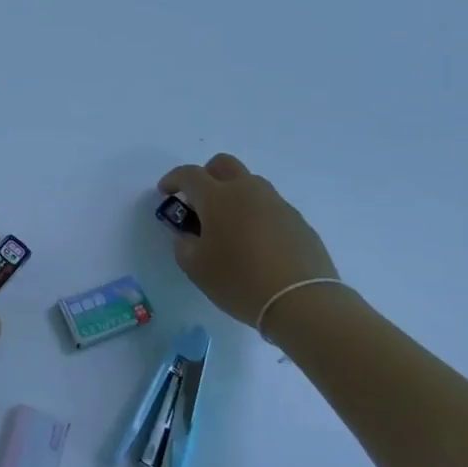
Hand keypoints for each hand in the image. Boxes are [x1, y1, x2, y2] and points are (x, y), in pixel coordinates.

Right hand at [159, 154, 342, 334]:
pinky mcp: (298, 221)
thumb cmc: (239, 281)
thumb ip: (184, 245)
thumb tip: (190, 236)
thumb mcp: (196, 268)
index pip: (189, 174)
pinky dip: (256, 214)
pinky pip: (270, 206)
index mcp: (217, 197)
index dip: (173, 179)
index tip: (165, 192)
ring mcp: (276, 203)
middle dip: (206, 175)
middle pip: (223, 164)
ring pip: (250, 183)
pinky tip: (256, 243)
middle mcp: (247, 190)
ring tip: (229, 225)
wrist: (302, 301)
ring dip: (234, 194)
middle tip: (199, 201)